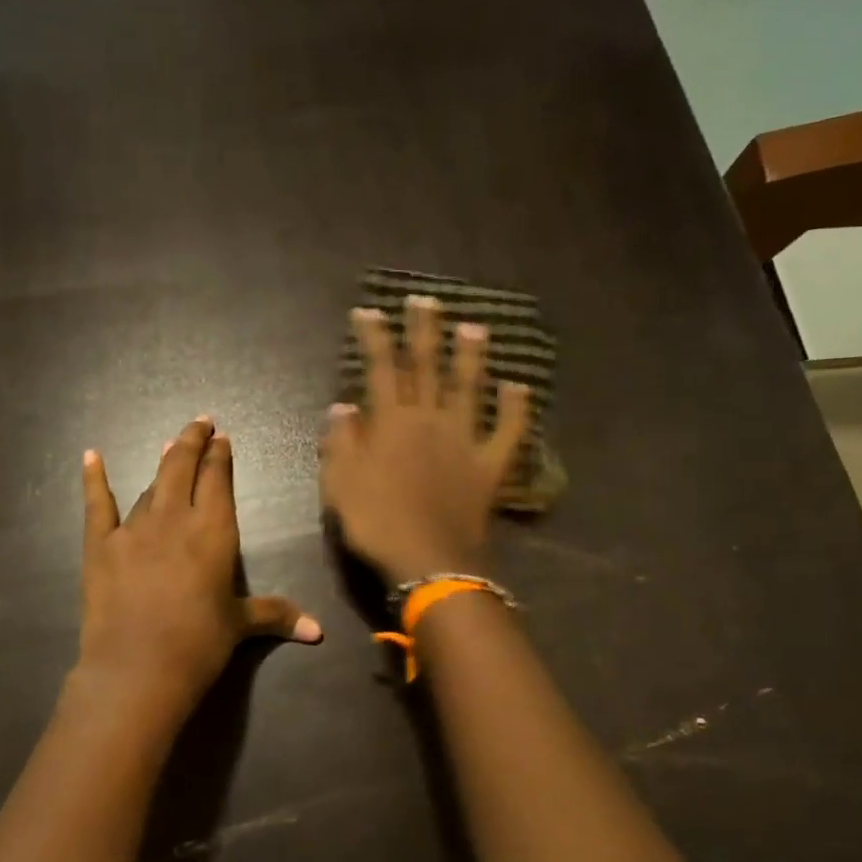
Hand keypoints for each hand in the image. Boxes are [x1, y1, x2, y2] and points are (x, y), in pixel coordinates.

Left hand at [78, 416, 321, 728]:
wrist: (138, 669)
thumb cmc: (199, 644)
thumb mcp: (241, 626)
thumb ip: (277, 616)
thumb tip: (319, 632)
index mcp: (213, 531)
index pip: (218, 480)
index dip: (220, 456)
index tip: (222, 437)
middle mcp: (174, 518)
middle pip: (182, 468)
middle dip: (192, 442)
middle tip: (199, 423)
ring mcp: (134, 529)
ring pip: (150, 486)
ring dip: (162, 464)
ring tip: (169, 446)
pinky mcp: (101, 546)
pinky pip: (97, 504)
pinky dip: (94, 479)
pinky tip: (91, 456)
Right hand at [320, 294, 531, 583]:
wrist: (429, 560)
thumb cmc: (378, 523)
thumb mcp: (341, 485)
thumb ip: (340, 443)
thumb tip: (342, 407)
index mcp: (392, 424)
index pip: (381, 370)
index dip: (375, 338)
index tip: (370, 311)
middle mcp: (430, 421)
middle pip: (427, 368)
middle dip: (424, 332)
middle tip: (426, 301)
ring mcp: (465, 441)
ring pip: (469, 388)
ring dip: (471, 356)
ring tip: (474, 326)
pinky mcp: (490, 465)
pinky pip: (508, 431)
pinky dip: (517, 408)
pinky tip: (520, 385)